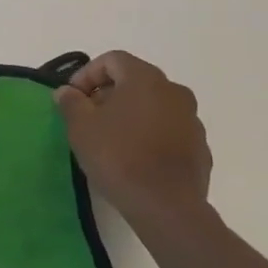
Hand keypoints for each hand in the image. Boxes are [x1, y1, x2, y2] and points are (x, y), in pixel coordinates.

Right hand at [54, 50, 211, 235]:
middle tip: (88, 115)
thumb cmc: (118, 156)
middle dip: (108, 93)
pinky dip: (150, 134)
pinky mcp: (200, 148)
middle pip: (135, 80)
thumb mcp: (80, 126)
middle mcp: (174, 92)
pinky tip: (134, 157)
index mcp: (145, 79)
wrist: (166, 207)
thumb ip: (71, 102)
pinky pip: (168, 130)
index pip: (113, 60)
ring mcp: (192, 121)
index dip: (87, 74)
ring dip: (131, 114)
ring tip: (110, 138)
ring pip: (154, 106)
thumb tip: (67, 92)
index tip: (73, 97)